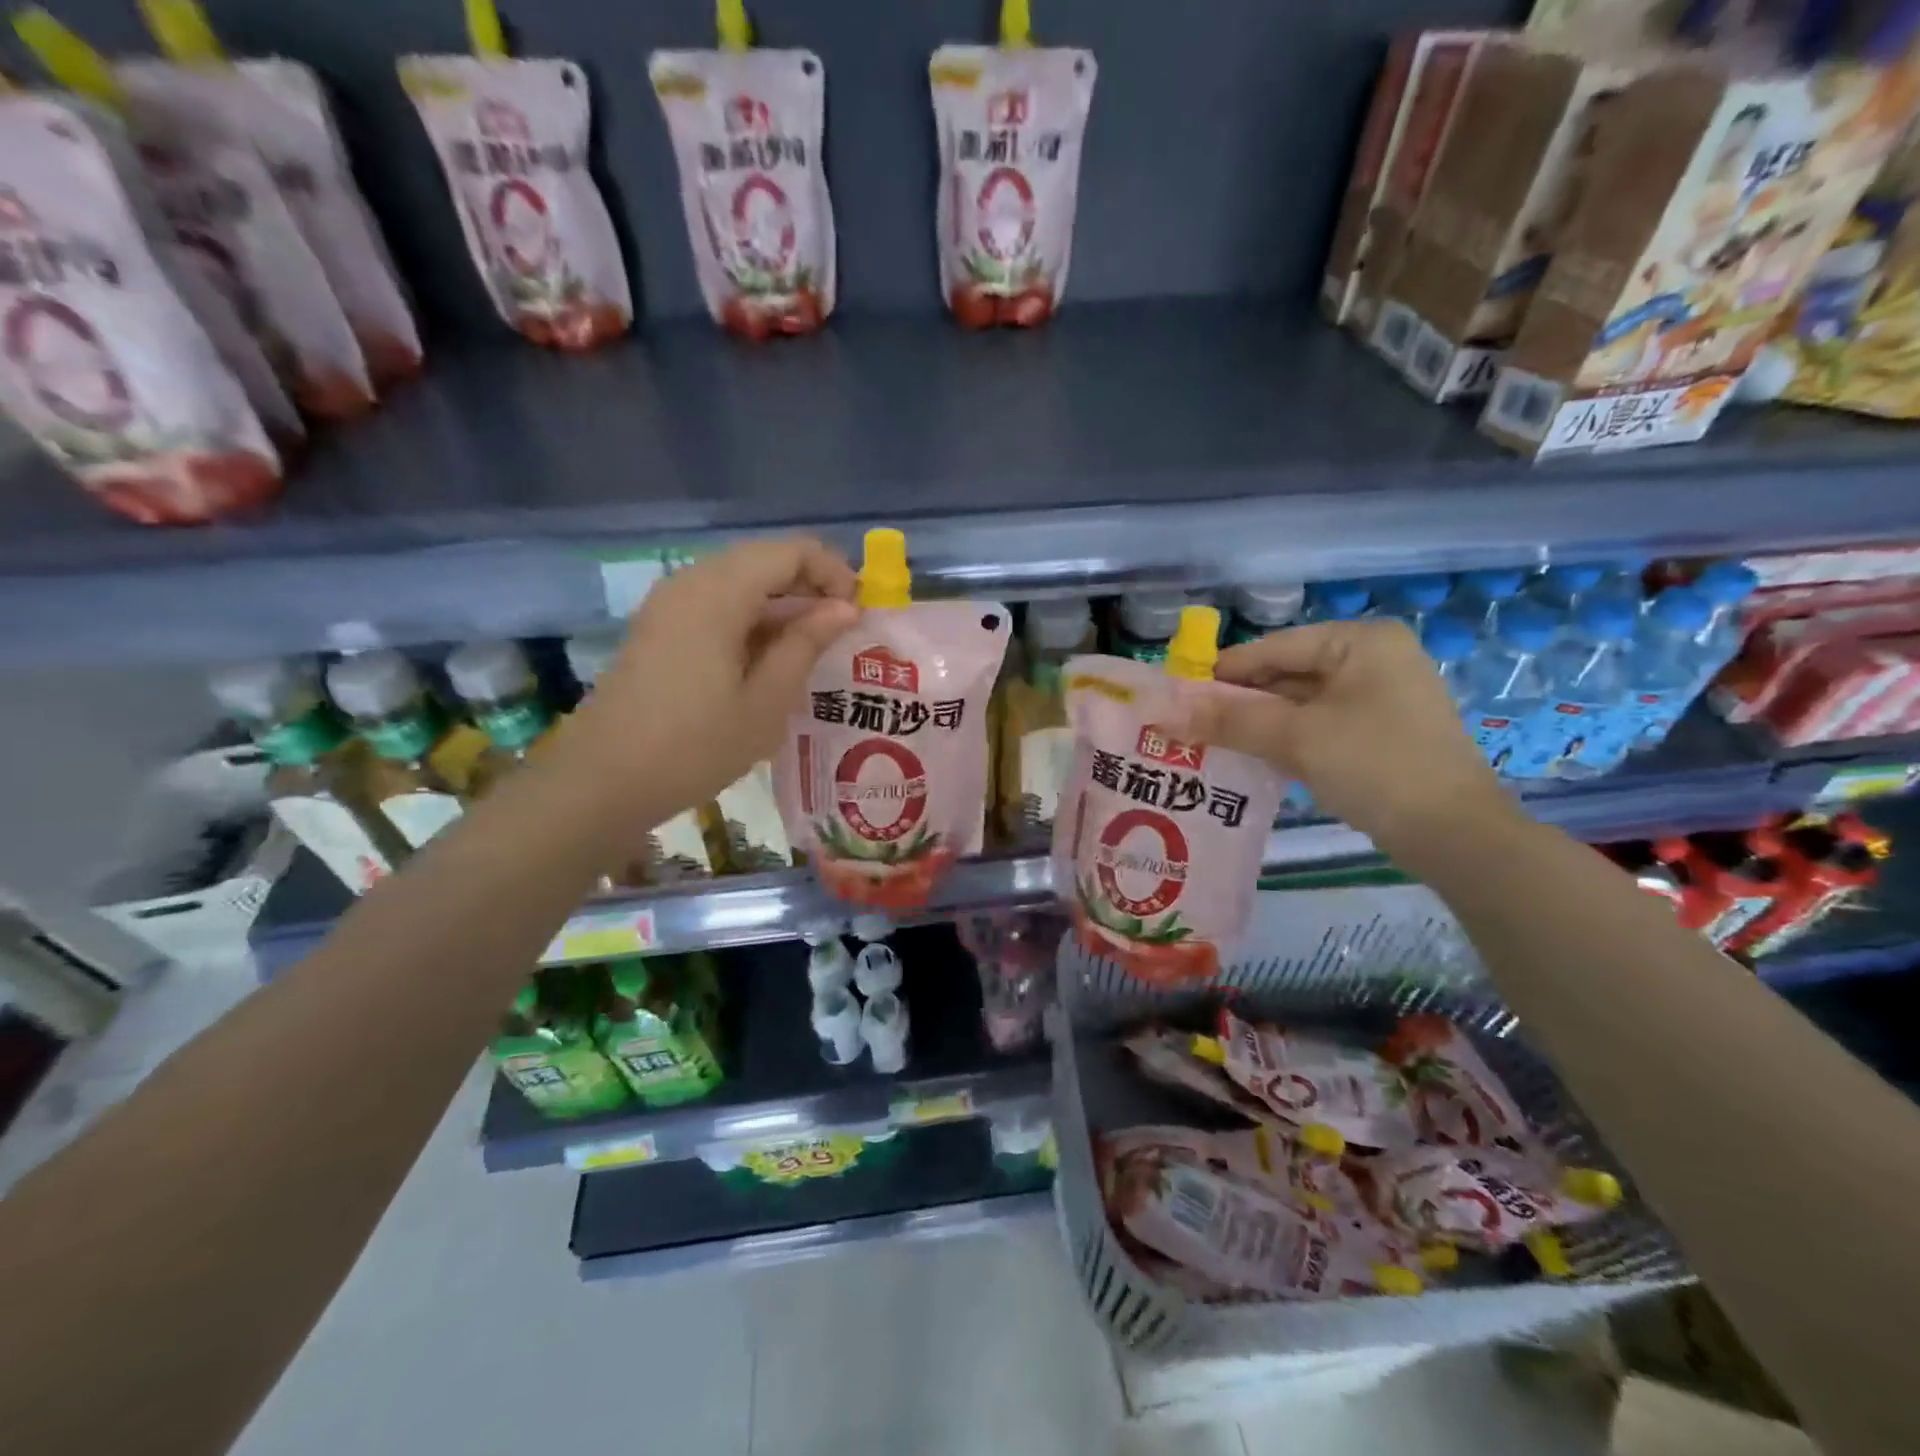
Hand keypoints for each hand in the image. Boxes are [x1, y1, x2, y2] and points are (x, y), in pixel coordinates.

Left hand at [565, 537, 857, 814]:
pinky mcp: (659, 627)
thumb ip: (806, 644)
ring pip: (739, 580)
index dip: (832, 571)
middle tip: (843, 628)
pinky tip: (769, 658)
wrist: (603, 781)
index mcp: (719, 593)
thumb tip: (844, 609)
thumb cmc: (695, 746)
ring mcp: (669, 604)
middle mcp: (691, 582)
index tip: (859, 610)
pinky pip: (716, 603)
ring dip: (781, 603)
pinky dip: (752, 618)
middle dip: (810, 585)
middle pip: (763, 559)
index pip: (789, 551)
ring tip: (813, 645)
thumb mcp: (766, 701)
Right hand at [1185, 619, 1522, 868]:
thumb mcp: (1297, 738)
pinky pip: (1317, 726)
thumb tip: (1165, 711)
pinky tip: (1251, 757)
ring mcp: (1379, 697)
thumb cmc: (1377, 767)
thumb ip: (1230, 719)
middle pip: (1286, 674)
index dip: (1222, 672)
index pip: (1274, 648)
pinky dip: (1284, 739)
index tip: (1177, 696)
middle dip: (1239, 702)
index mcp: (1360, 642)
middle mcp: (1372, 659)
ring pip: (1299, 703)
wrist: (1456, 836)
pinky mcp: (1378, 733)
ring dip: (1257, 723)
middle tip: (1189, 724)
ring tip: (1209, 742)